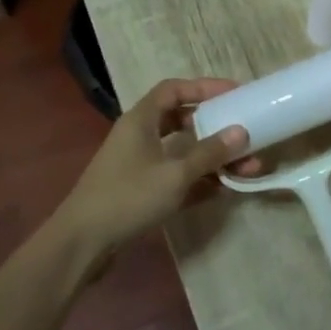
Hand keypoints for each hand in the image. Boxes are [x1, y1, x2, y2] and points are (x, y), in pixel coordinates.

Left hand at [54, 77, 251, 261]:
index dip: (204, 87)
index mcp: (141, 120)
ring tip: (247, 169)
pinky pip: (177, 176)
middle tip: (245, 134)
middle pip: (182, 120)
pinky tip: (225, 189)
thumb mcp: (174, 174)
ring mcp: (140, 164)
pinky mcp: (142, 190)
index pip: (174, 89)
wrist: (83, 242)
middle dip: (216, 128)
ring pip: (183, 152)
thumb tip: (241, 132)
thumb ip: (209, 153)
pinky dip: (200, 179)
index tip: (235, 93)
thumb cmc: (128, 197)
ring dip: (213, 158)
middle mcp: (140, 136)